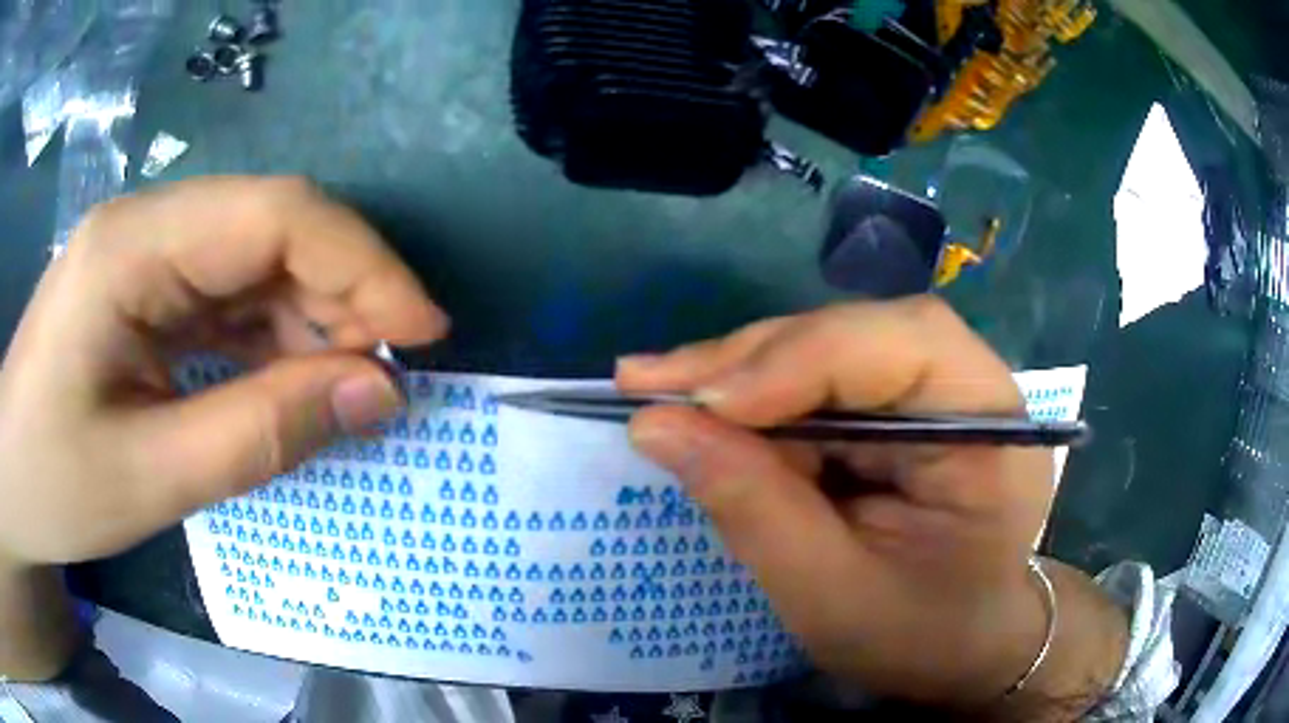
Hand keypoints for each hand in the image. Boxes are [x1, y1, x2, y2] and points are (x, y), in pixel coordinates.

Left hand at [0, 177, 447, 568]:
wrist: (10, 477)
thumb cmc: (51, 484)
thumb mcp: (149, 478)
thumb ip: (262, 433)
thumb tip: (377, 394)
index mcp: (130, 248)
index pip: (273, 215)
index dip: (362, 263)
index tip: (425, 332)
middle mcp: (144, 225)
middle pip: (271, 226)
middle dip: (344, 291)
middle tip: (388, 373)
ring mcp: (144, 251)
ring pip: (256, 257)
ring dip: (312, 315)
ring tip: (347, 384)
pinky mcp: (144, 285)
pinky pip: (227, 290)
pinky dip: (272, 332)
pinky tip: (290, 376)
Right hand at [618, 297, 1123, 713]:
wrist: (961, 646)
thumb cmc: (917, 636)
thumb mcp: (830, 594)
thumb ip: (753, 509)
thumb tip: (655, 425)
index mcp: (989, 430)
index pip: (903, 345)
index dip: (799, 359)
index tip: (703, 402)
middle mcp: (968, 388)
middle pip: (857, 333)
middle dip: (753, 358)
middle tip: (651, 382)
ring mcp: (932, 391)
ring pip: (829, 346)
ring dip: (743, 371)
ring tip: (666, 394)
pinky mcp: (898, 408)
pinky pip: (820, 379)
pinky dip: (760, 396)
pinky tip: (710, 412)